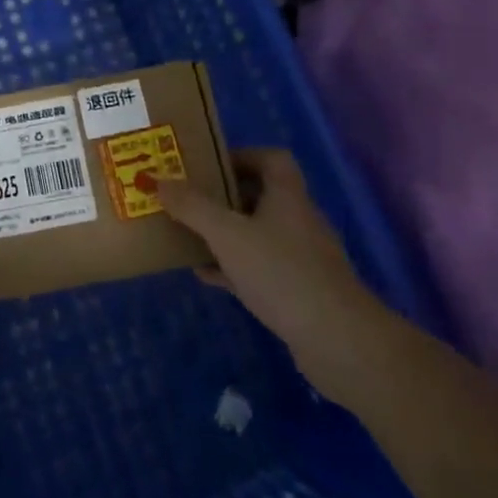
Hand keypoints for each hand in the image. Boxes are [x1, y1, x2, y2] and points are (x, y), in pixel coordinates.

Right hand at [159, 146, 378, 355]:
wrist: (339, 342)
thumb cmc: (282, 273)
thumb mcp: (227, 234)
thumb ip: (192, 207)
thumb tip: (159, 180)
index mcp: (287, 196)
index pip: (271, 159)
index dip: (241, 155)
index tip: (208, 165)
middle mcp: (298, 220)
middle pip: (261, 195)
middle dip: (223, 196)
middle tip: (188, 199)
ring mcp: (301, 258)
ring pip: (257, 234)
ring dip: (225, 233)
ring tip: (188, 234)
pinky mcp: (299, 291)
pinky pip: (259, 268)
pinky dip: (232, 266)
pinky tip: (205, 275)